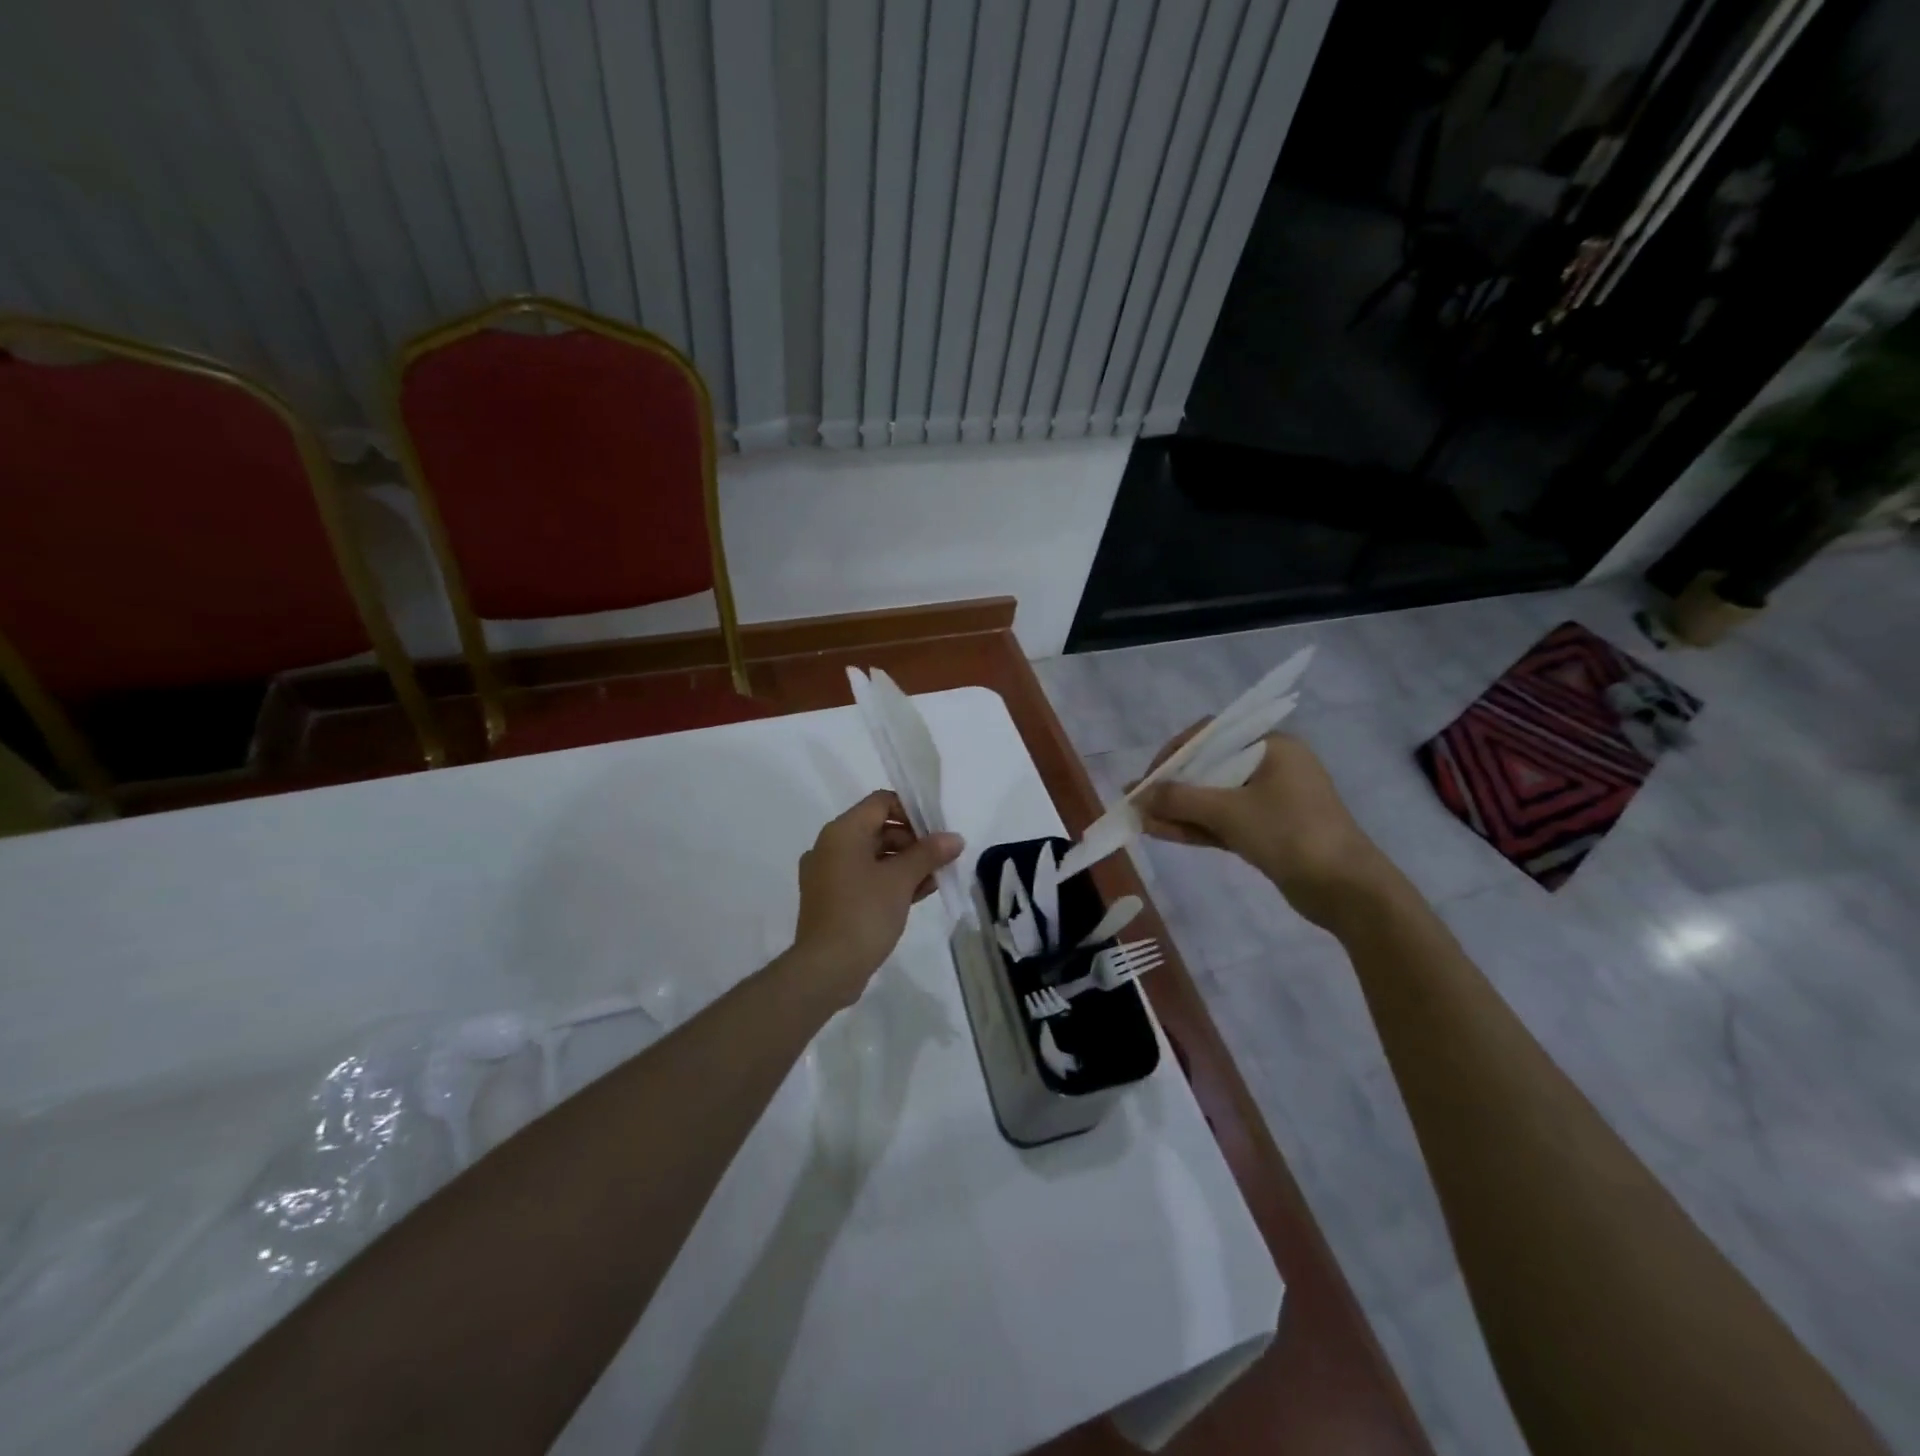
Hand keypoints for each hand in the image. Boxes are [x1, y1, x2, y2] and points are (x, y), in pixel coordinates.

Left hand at [788, 791, 963, 1007]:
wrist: (826, 969)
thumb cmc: (864, 914)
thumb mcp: (901, 880)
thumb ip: (929, 854)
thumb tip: (954, 838)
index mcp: (842, 832)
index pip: (881, 802)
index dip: (912, 811)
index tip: (937, 832)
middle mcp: (830, 846)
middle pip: (879, 828)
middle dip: (914, 842)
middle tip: (942, 859)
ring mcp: (828, 874)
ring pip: (874, 856)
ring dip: (906, 864)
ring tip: (936, 879)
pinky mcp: (831, 899)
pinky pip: (864, 878)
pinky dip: (889, 881)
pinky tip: (918, 895)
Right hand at [1134, 727, 1398, 930]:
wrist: (1347, 890)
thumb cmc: (1291, 834)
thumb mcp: (1230, 811)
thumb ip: (1180, 799)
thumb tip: (1138, 793)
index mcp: (1272, 746)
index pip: (1211, 735)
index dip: (1174, 753)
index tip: (1149, 777)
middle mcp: (1271, 766)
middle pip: (1210, 767)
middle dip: (1172, 786)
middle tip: (1138, 801)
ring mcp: (1271, 801)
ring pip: (1214, 798)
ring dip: (1179, 809)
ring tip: (1140, 820)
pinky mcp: (1268, 831)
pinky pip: (1224, 821)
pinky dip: (1196, 826)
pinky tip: (1161, 833)